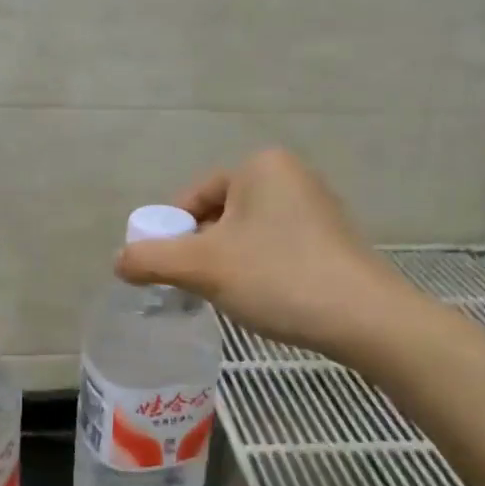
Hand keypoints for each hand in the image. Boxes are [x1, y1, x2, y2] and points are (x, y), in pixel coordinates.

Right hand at [116, 149, 402, 359]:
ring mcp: (315, 207)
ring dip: (226, 264)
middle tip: (193, 288)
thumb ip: (151, 259)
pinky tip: (261, 299)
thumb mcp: (202, 267)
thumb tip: (119, 261)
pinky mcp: (330, 239)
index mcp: (260, 166)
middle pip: (218, 215)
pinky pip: (274, 247)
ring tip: (226, 297)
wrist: (365, 320)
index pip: (193, 197)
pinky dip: (257, 270)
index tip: (164, 271)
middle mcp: (289, 175)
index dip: (170, 235)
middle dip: (200, 252)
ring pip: (246, 235)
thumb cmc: (278, 277)